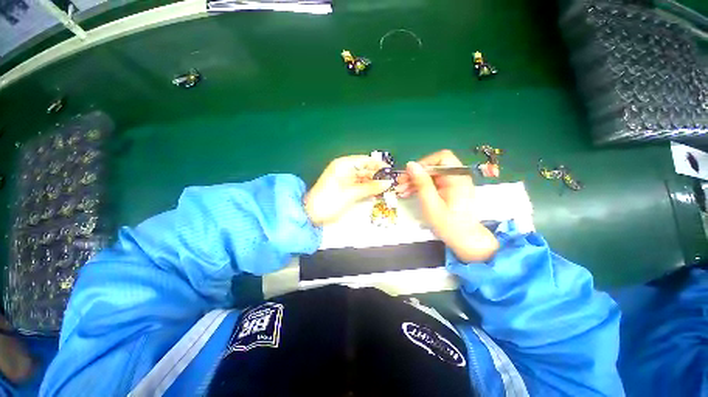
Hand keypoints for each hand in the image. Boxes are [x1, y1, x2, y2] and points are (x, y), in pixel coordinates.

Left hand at [305, 155, 393, 225]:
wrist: (312, 215)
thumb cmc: (328, 201)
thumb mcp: (351, 193)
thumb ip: (370, 188)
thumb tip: (386, 183)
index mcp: (343, 165)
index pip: (365, 160)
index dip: (378, 165)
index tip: (390, 171)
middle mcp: (344, 170)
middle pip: (365, 170)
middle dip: (377, 177)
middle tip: (390, 184)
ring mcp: (345, 180)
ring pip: (364, 179)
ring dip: (374, 185)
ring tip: (386, 190)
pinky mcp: (346, 189)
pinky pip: (360, 187)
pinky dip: (367, 190)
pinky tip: (376, 194)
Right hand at [397, 150, 498, 261]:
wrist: (464, 240)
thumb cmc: (449, 225)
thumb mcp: (431, 204)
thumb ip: (421, 183)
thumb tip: (411, 164)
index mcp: (457, 178)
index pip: (441, 158)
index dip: (424, 164)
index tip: (410, 175)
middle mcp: (457, 177)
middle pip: (434, 166)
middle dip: (416, 174)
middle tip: (400, 183)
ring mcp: (452, 184)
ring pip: (430, 175)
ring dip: (415, 181)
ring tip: (401, 190)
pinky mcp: (448, 190)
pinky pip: (432, 183)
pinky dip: (420, 187)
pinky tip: (408, 193)